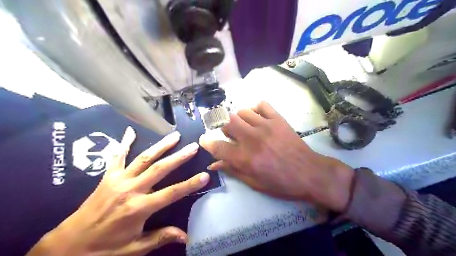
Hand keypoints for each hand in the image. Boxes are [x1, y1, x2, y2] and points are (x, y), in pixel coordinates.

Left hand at [29, 127, 210, 255]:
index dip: (190, 184)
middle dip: (179, 157)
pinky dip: (124, 143)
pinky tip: (130, 131)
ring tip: (175, 136)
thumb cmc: (104, 249)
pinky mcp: (108, 177)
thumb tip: (186, 236)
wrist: (67, 246)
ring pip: (144, 158)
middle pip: (160, 169)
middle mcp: (131, 189)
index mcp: (139, 208)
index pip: (171, 193)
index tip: (205, 175)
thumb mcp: (134, 249)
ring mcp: (118, 180)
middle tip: (193, 146)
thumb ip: (161, 237)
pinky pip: (117, 157)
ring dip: (161, 146)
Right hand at [201, 101, 353, 211]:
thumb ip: (232, 170)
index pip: (217, 146)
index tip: (204, 140)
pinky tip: (257, 118)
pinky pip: (261, 105)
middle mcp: (251, 138)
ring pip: (242, 112)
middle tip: (229, 133)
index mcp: (244, 158)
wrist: (309, 173)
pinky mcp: (278, 119)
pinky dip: (255, 109)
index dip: (207, 143)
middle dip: (223, 127)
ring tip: (244, 127)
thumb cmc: (281, 183)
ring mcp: (265, 126)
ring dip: (239, 119)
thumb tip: (214, 164)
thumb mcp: (254, 183)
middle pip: (227, 122)